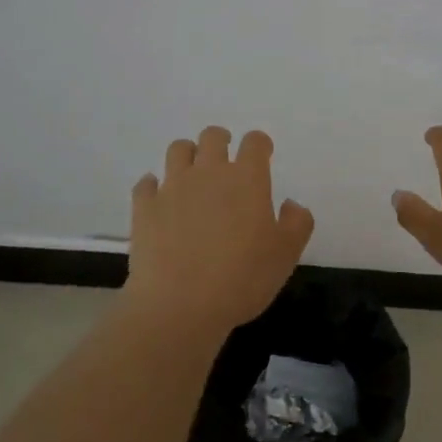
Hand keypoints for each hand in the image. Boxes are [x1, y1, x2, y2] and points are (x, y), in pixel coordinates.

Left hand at [125, 126, 313, 333]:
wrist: (180, 305)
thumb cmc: (242, 279)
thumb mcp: (286, 255)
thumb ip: (297, 223)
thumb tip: (291, 204)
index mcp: (246, 179)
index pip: (255, 143)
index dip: (260, 144)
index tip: (262, 154)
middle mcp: (208, 172)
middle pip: (213, 137)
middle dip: (221, 141)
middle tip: (225, 160)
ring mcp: (172, 187)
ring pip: (178, 150)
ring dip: (188, 155)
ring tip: (192, 174)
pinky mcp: (145, 206)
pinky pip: (146, 183)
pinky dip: (154, 186)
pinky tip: (160, 199)